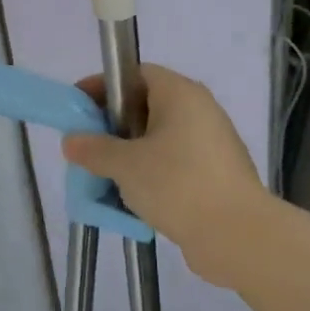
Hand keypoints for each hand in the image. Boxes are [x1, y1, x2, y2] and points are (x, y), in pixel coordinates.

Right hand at [61, 65, 268, 276]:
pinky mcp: (216, 174)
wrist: (237, 235)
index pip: (136, 74)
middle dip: (113, 125)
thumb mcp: (125, 165)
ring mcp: (211, 144)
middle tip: (87, 145)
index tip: (78, 107)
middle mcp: (199, 111)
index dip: (103, 87)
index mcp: (180, 94)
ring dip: (130, 154)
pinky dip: (150, 174)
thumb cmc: (177, 184)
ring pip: (159, 139)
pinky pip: (174, 164)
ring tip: (105, 176)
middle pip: (147, 106)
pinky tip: (132, 198)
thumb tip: (71, 141)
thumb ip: (93, 149)